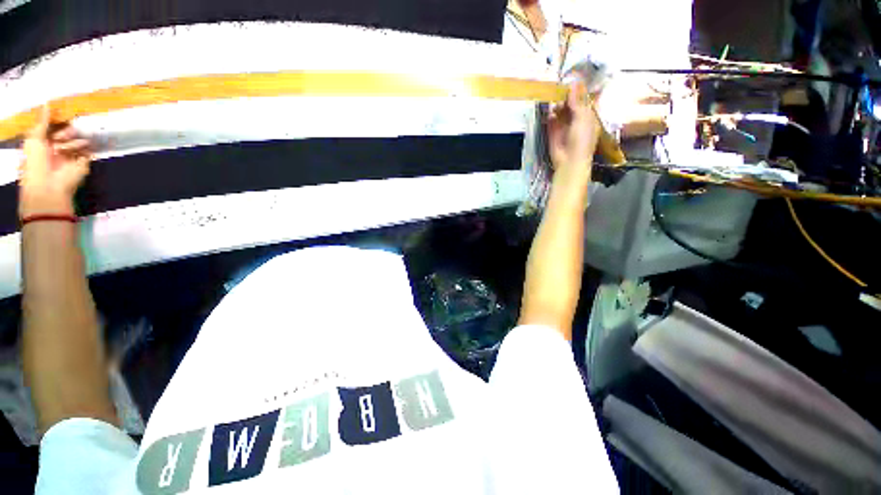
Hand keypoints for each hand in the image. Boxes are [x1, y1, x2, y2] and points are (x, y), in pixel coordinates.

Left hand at [19, 106, 91, 217]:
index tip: (61, 112)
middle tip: (61, 137)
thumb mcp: (34, 139)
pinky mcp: (84, 163)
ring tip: (66, 149)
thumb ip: (41, 121)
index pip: (53, 127)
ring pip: (78, 140)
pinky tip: (89, 143)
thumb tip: (47, 103)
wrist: (49, 186)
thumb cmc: (36, 163)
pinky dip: (90, 146)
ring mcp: (71, 156)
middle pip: (67, 131)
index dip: (56, 120)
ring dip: (73, 142)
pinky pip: (89, 151)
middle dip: (65, 131)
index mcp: (45, 142)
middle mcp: (58, 148)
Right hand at [547, 79, 600, 172]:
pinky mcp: (553, 131)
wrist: (569, 161)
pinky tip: (548, 110)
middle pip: (571, 102)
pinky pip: (550, 119)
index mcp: (589, 114)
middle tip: (559, 85)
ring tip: (552, 97)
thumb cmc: (582, 140)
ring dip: (556, 103)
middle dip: (566, 95)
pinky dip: (549, 114)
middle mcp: (576, 117)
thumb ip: (578, 101)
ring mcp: (564, 125)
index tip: (573, 77)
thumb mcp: (583, 118)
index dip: (580, 88)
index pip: (585, 97)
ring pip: (560, 110)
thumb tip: (573, 84)